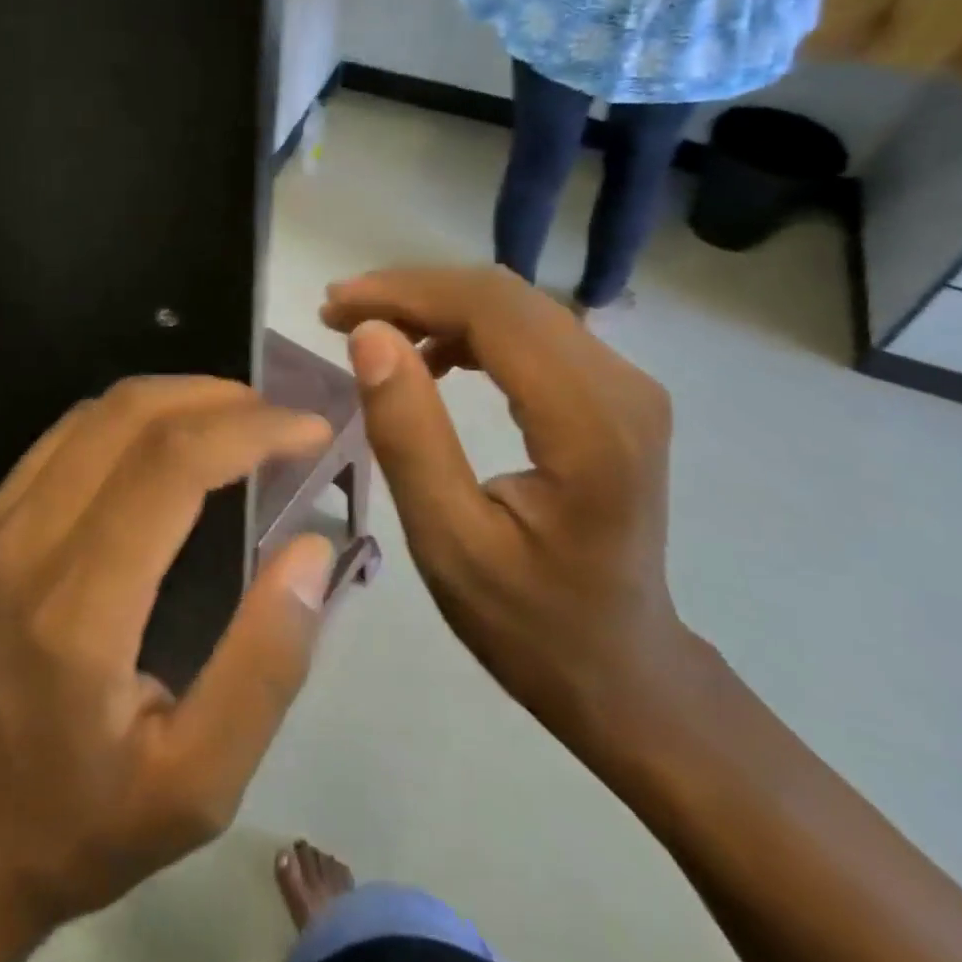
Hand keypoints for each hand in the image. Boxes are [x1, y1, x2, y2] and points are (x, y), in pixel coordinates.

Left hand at [0, 378, 337, 954]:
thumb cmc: (85, 824)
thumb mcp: (200, 783)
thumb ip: (265, 664)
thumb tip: (311, 547)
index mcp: (78, 610)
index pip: (170, 465)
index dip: (250, 428)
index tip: (310, 429)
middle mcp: (24, 545)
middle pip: (130, 415)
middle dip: (219, 398)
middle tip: (280, 419)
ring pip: (95, 413)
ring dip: (176, 398)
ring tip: (238, 421)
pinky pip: (65, 437)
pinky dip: (131, 419)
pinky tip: (170, 441)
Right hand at [321, 266, 687, 739]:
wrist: (624, 669)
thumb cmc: (530, 622)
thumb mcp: (448, 541)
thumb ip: (409, 434)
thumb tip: (370, 336)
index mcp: (589, 423)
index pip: (491, 312)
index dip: (405, 293)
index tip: (336, 305)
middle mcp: (621, 384)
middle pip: (503, 296)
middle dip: (412, 292)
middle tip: (340, 314)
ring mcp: (625, 384)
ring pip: (515, 306)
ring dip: (436, 306)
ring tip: (370, 332)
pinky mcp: (613, 392)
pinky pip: (531, 332)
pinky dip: (468, 328)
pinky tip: (431, 356)